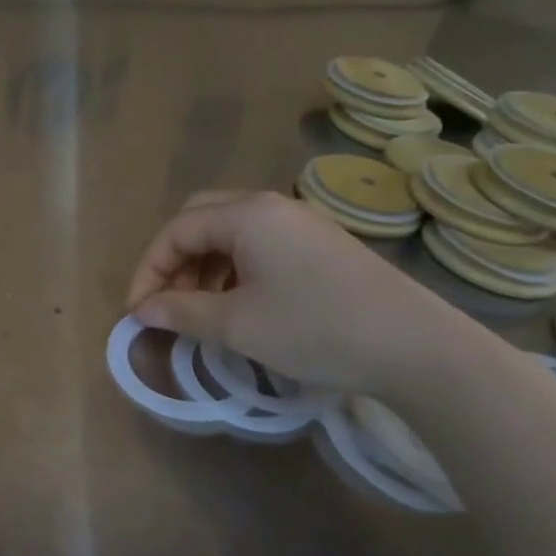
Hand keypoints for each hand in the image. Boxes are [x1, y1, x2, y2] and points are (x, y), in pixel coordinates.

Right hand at [124, 190, 477, 394]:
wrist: (417, 347)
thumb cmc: (315, 328)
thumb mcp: (237, 325)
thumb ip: (181, 312)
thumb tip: (142, 311)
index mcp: (246, 214)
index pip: (176, 231)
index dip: (148, 271)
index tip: (138, 313)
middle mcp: (270, 207)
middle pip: (200, 219)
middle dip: (174, 261)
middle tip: (168, 302)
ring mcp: (300, 223)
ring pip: (229, 233)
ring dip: (203, 267)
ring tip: (201, 310)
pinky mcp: (320, 245)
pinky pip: (258, 246)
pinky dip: (234, 270)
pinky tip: (240, 305)